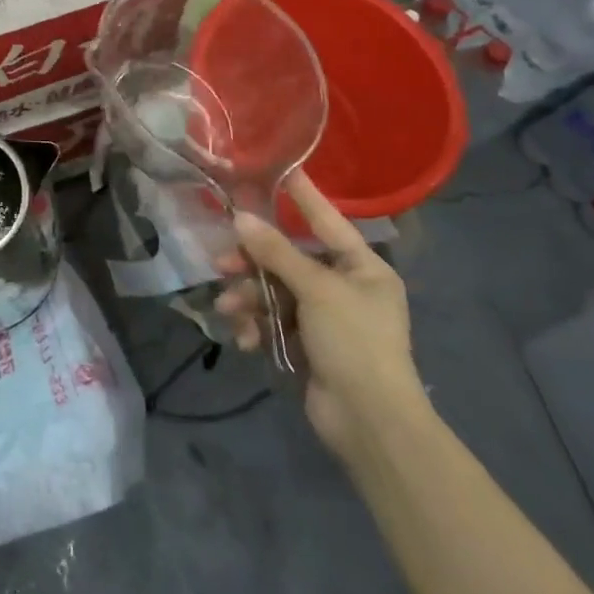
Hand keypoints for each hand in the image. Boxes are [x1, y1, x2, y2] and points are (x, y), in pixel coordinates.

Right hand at [215, 172, 428, 458]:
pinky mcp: (308, 345)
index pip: (326, 220)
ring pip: (275, 292)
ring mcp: (326, 319)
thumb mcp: (317, 290)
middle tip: (222, 262)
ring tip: (229, 309)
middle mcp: (345, 287)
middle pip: (290, 259)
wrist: (371, 424)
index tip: (278, 169)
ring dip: (249, 299)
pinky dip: (257, 327)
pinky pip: (274, 322)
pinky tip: (244, 338)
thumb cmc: (355, 343)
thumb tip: (240, 218)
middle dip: (255, 263)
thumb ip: (277, 252)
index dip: (302, 196)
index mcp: (362, 268)